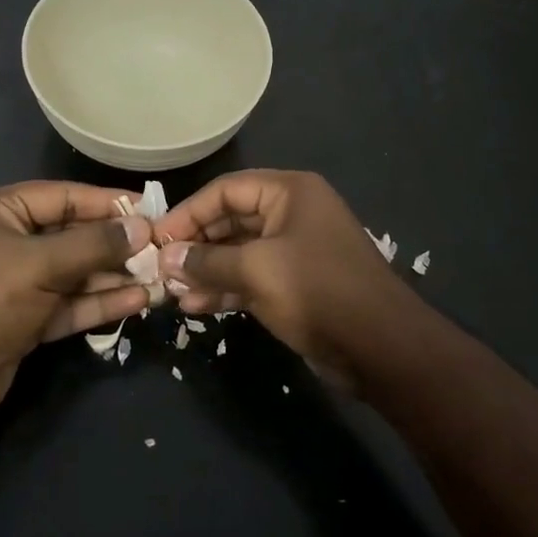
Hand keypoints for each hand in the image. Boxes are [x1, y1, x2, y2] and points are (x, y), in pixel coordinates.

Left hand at [0, 182, 151, 427]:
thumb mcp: (40, 264)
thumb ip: (94, 244)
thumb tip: (142, 227)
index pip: (63, 196)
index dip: (107, 202)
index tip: (150, 207)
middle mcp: (8, 241)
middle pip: (72, 234)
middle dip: (115, 244)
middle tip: (160, 248)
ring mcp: (17, 282)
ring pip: (75, 272)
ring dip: (113, 275)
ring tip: (158, 276)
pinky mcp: (26, 318)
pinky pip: (69, 302)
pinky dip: (99, 302)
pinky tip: (138, 300)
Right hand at [153, 170, 410, 383]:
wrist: (380, 347)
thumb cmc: (317, 291)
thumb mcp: (256, 270)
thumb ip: (208, 261)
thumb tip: (167, 258)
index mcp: (290, 192)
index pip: (226, 190)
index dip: (189, 212)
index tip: (157, 239)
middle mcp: (293, 213)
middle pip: (231, 219)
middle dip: (196, 245)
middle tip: (161, 268)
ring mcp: (295, 250)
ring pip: (239, 252)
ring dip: (206, 271)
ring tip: (172, 293)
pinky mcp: (296, 284)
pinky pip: (252, 277)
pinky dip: (226, 288)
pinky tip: (196, 306)